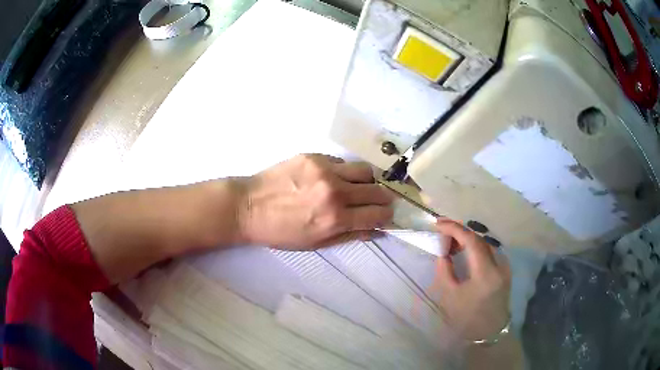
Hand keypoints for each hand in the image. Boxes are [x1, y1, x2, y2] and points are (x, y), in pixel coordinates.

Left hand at [236, 154, 394, 249]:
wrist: (247, 207)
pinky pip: (341, 162)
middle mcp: (335, 191)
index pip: (378, 214)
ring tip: (356, 188)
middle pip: (377, 190)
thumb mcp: (316, 243)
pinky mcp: (314, 156)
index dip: (387, 216)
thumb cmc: (280, 232)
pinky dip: (344, 172)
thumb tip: (376, 230)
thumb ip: (349, 235)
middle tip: (377, 202)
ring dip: (367, 182)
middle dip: (382, 198)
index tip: (386, 216)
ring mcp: (325, 170)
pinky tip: (330, 179)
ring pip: (365, 170)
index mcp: (335, 219)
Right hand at [433, 219, 510, 340]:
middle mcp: (499, 265)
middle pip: (480, 239)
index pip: (471, 241)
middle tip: (443, 232)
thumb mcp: (450, 297)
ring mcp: (505, 266)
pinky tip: (466, 252)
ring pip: (486, 243)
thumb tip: (443, 253)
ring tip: (452, 243)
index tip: (438, 224)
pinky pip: (490, 251)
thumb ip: (445, 271)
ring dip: (469, 239)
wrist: (489, 331)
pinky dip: (476, 247)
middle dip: (460, 232)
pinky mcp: (505, 270)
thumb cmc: (467, 318)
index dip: (454, 228)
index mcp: (485, 273)